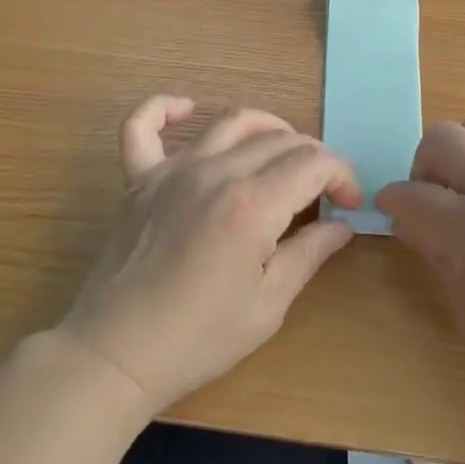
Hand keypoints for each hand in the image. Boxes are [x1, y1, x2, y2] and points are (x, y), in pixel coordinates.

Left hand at [57, 97, 360, 416]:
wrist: (115, 354)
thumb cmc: (198, 339)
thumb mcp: (268, 306)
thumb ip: (308, 254)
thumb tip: (342, 225)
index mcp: (251, 205)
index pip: (312, 163)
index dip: (341, 176)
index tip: (349, 204)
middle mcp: (214, 173)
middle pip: (278, 140)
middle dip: (313, 157)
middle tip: (322, 190)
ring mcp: (172, 170)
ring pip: (229, 123)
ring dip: (266, 127)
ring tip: (282, 150)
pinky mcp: (138, 178)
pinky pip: (142, 126)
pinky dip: (164, 109)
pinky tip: (186, 109)